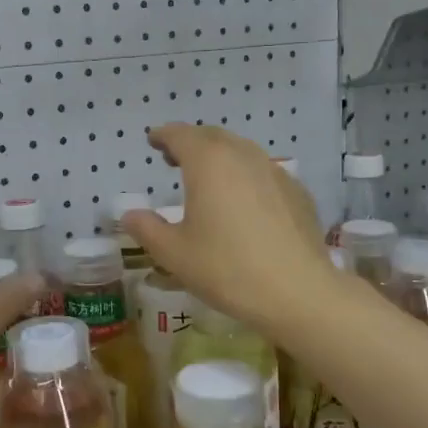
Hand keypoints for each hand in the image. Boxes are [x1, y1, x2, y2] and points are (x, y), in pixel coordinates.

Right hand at [123, 125, 340, 334]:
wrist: (298, 292)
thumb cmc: (227, 269)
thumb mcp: (174, 254)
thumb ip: (147, 229)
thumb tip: (130, 215)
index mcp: (208, 163)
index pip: (180, 135)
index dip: (163, 135)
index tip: (153, 140)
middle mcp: (242, 156)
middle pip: (212, 137)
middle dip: (191, 142)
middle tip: (174, 158)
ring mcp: (274, 171)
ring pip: (241, 151)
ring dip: (219, 156)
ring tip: (207, 178)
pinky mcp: (297, 192)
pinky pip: (263, 171)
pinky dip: (244, 175)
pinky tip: (243, 201)